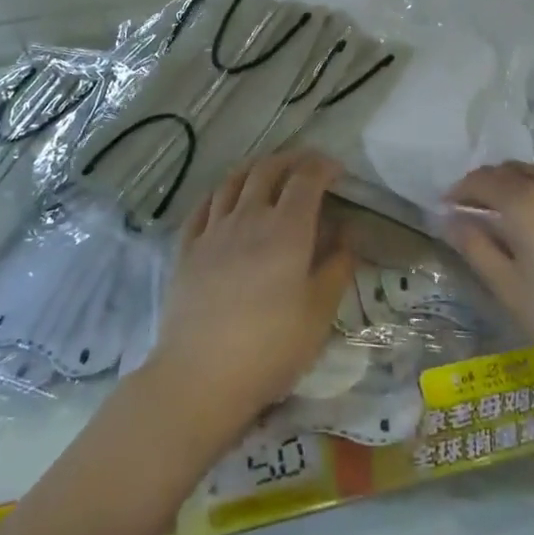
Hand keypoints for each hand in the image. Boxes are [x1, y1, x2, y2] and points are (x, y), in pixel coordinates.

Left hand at [145, 150, 352, 439]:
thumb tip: (346, 234)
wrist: (200, 376)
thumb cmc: (270, 348)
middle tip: (306, 164)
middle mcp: (248, 217)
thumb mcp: (319, 313)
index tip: (337, 170)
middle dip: (291, 159)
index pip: (306, 179)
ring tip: (267, 170)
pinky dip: (219, 191)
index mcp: (286, 229)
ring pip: (232, 181)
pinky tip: (223, 196)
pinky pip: (203, 205)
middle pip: (268, 170)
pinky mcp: (187, 248)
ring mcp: (213, 230)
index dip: (323, 167)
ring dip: (255, 168)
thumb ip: (336, 267)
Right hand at [444, 163, 533, 403]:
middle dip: (488, 183)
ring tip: (510, 217)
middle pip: (514, 171)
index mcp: (527, 206)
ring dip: (520, 186)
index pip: (484, 181)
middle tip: (474, 208)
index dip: (461, 189)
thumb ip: (477, 248)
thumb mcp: (511, 292)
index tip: (447, 206)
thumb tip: (451, 219)